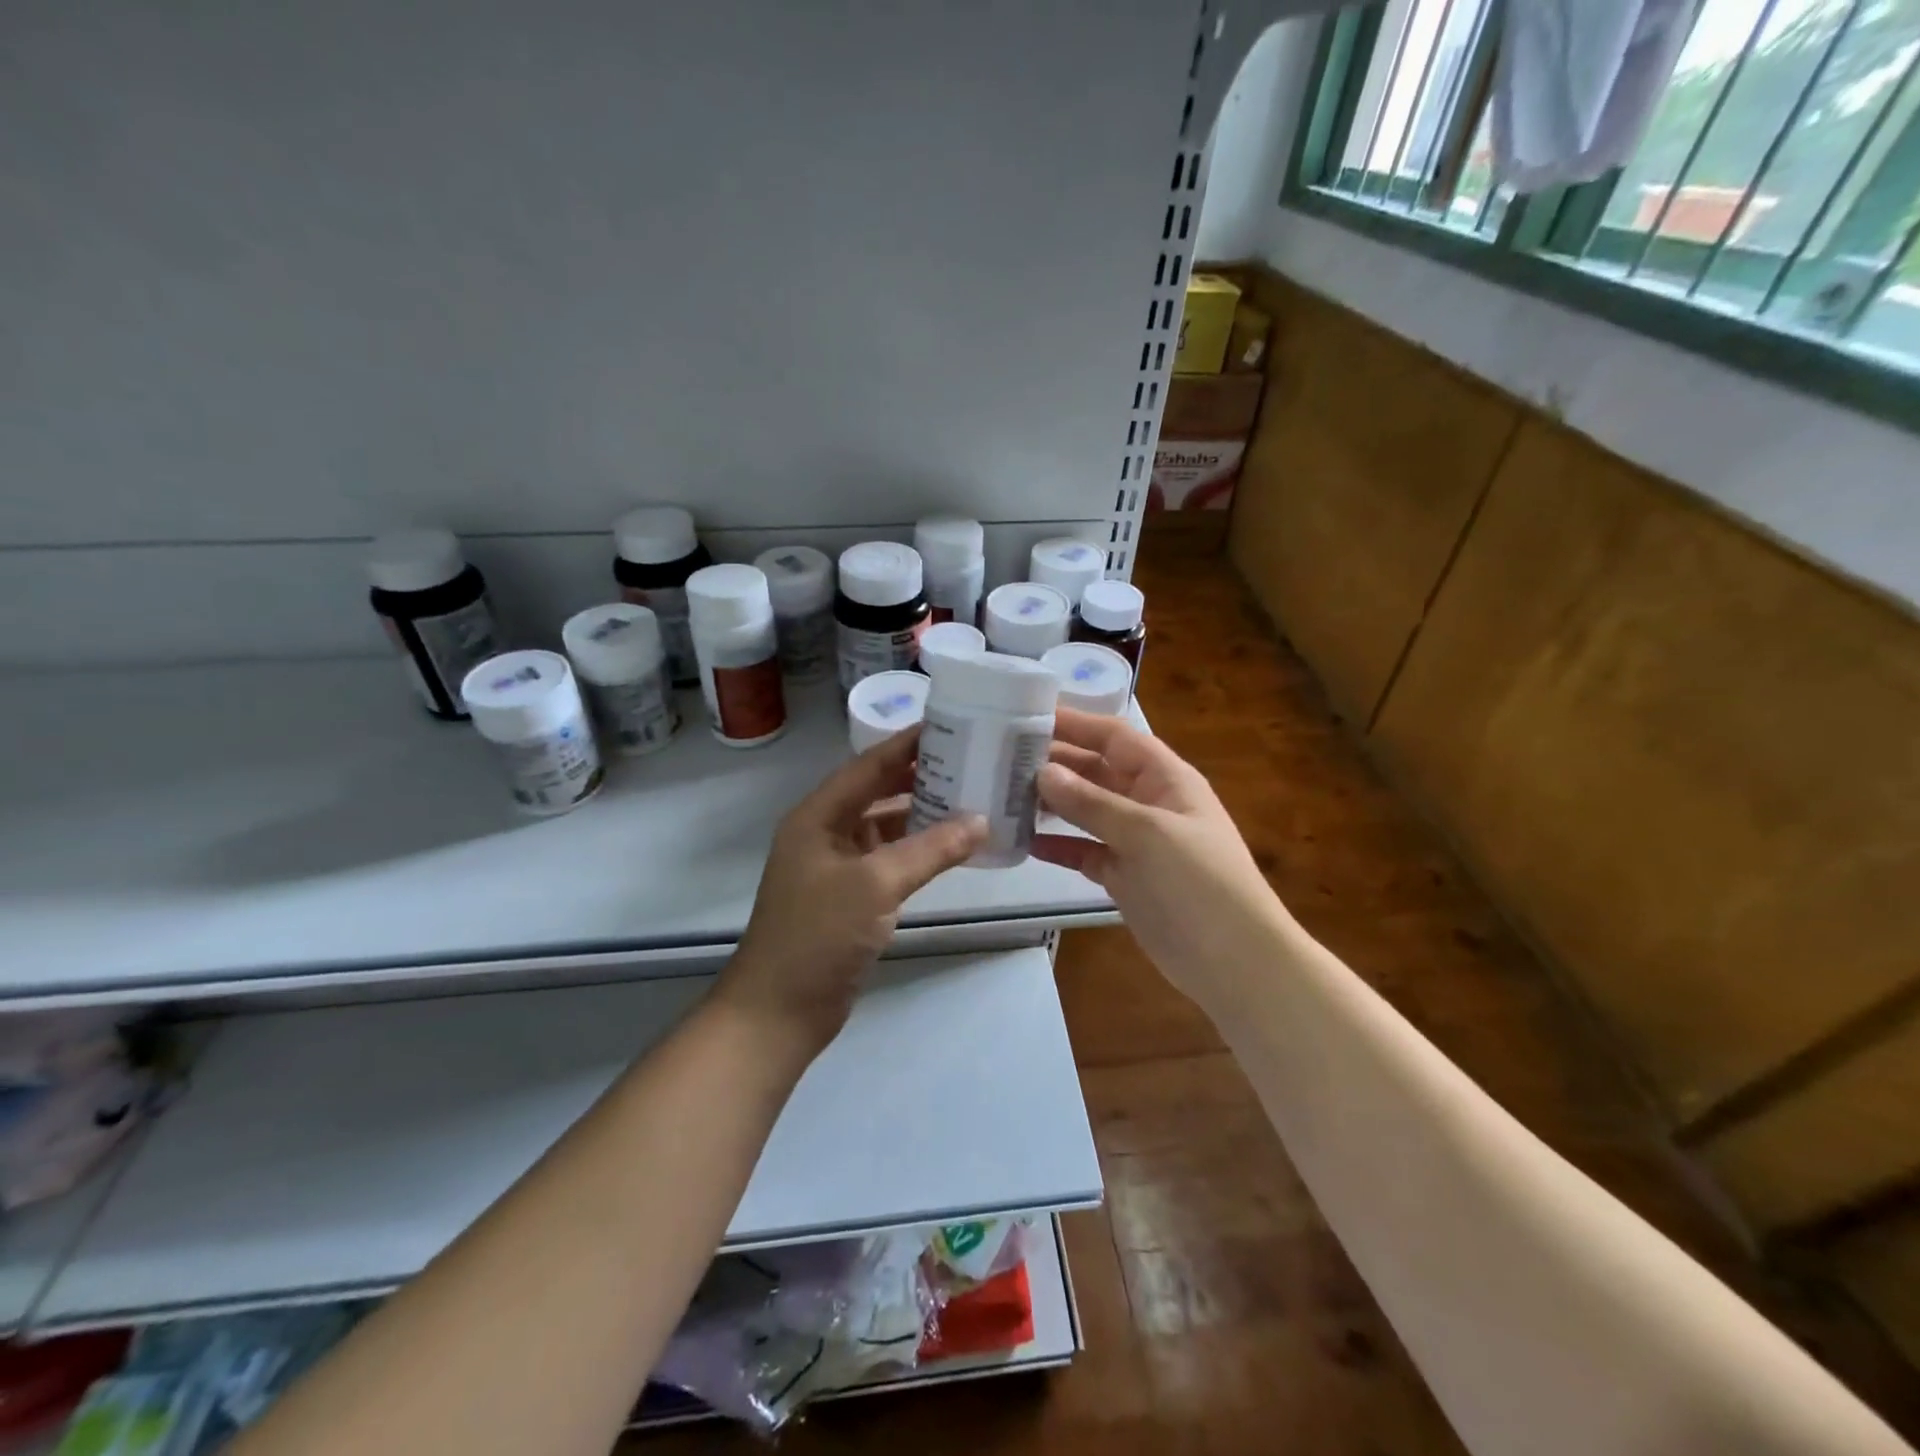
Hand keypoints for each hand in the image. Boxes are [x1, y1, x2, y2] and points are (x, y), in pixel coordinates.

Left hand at [722, 728, 987, 1050]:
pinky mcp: (849, 897)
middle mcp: (825, 833)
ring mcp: (836, 867)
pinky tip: (951, 848)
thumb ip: (930, 849)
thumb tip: (980, 821)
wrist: (779, 1011)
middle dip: (919, 777)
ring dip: (922, 815)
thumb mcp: (876, 885)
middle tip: (969, 760)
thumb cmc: (819, 935)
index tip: (949, 724)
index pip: (868, 766)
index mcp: (818, 816)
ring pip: (885, 827)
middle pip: (877, 792)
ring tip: (970, 798)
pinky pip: (889, 860)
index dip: (906, 744)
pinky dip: (918, 852)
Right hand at [1033, 708, 1286, 1003]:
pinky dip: (1058, 845)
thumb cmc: (1199, 883)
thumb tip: (1043, 771)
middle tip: (1000, 758)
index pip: (1113, 737)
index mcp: (1164, 778)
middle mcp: (1148, 801)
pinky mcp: (1123, 876)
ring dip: (1051, 803)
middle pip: (1095, 770)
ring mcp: (1135, 841)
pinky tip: (1024, 842)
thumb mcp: (1146, 834)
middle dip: (1054, 763)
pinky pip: (1084, 850)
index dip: (1074, 723)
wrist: (1234, 963)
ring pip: (1085, 811)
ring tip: (1004, 796)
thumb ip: (1092, 803)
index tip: (1026, 716)